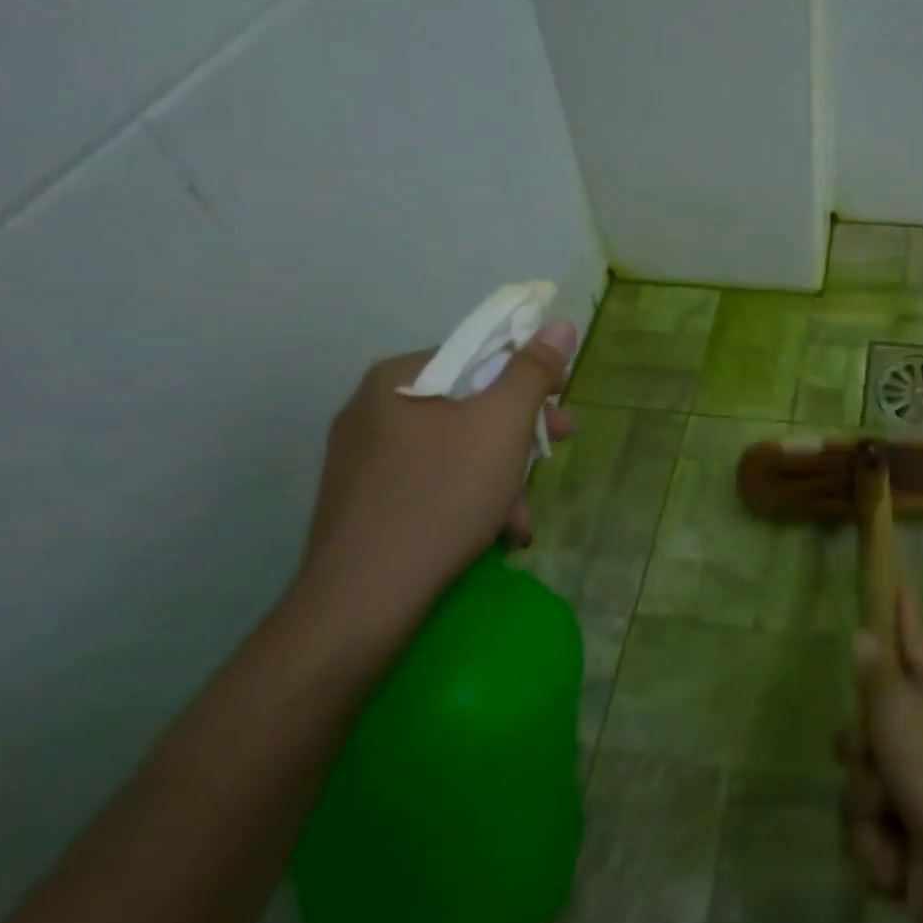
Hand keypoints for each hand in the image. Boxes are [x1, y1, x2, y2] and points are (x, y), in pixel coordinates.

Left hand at [293, 321, 576, 636]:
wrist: (362, 600)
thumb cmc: (442, 495)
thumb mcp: (502, 424)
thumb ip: (533, 370)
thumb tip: (559, 323)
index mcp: (397, 378)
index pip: (478, 355)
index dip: (529, 376)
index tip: (560, 406)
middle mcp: (371, 408)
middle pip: (468, 403)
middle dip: (519, 432)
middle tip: (556, 449)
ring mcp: (362, 458)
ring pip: (454, 446)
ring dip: (499, 472)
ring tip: (522, 516)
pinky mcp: (363, 500)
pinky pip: (431, 479)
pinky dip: (468, 495)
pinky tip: (492, 530)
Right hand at [835, 584, 922, 922]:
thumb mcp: (898, 710)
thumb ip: (876, 673)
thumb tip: (867, 636)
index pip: (913, 636)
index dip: (902, 608)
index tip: (896, 578)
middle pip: (868, 718)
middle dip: (858, 743)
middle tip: (871, 750)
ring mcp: (919, 787)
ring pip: (860, 777)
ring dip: (867, 801)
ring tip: (891, 815)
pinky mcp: (908, 838)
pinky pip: (867, 828)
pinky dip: (877, 846)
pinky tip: (898, 857)